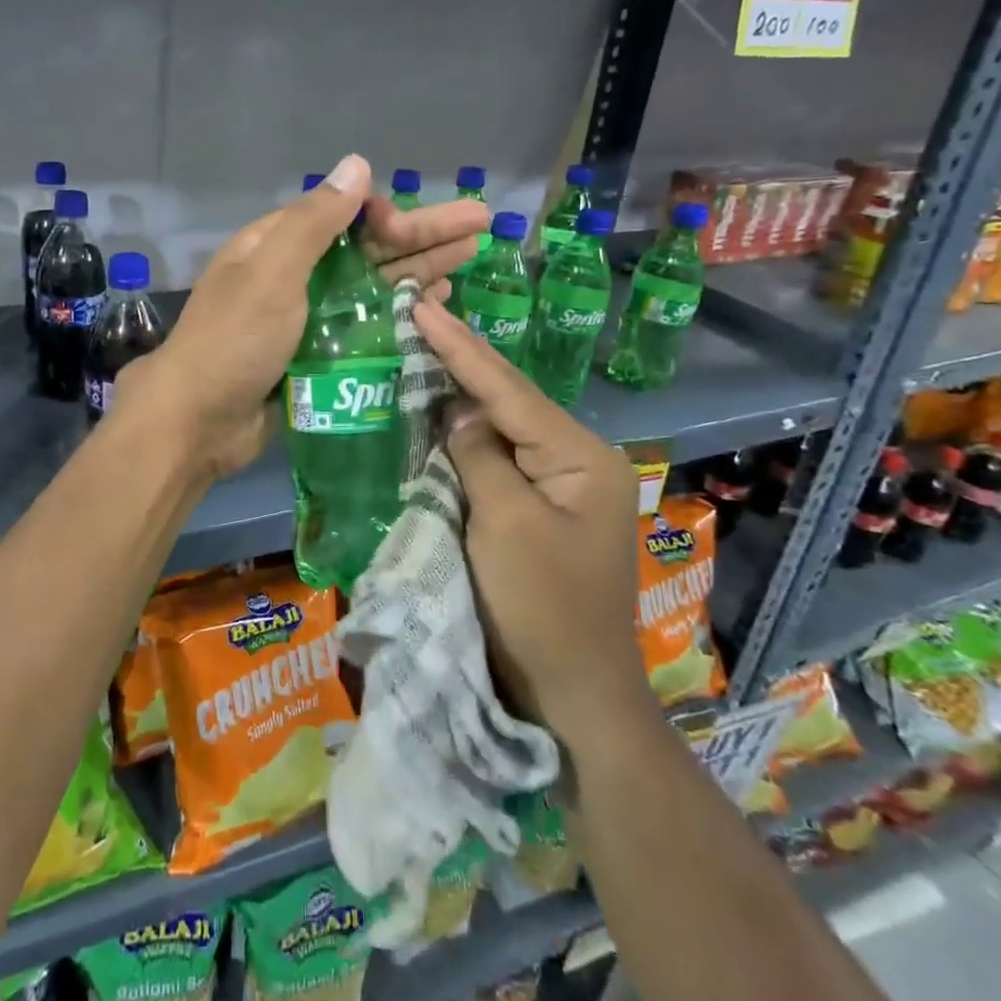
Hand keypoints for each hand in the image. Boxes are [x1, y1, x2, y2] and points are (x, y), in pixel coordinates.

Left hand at [121, 154, 487, 479]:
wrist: (198, 421)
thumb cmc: (234, 341)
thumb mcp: (272, 273)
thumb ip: (315, 222)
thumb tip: (357, 164)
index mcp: (276, 245)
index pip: (342, 214)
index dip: (385, 214)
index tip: (414, 227)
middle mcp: (293, 275)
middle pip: (367, 247)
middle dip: (422, 235)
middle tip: (482, 225)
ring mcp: (305, 317)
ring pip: (371, 285)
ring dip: (417, 271)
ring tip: (467, 263)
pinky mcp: (316, 354)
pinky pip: (365, 324)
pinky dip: (398, 313)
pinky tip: (432, 307)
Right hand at [411, 298, 658, 748]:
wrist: (572, 693)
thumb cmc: (542, 608)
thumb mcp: (505, 524)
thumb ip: (480, 456)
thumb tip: (458, 416)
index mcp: (581, 457)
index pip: (509, 390)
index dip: (460, 347)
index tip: (423, 307)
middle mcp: (576, 460)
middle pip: (509, 400)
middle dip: (462, 360)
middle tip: (420, 316)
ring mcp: (559, 486)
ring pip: (502, 427)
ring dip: (461, 395)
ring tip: (424, 347)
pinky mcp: (538, 510)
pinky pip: (498, 459)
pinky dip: (466, 437)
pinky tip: (441, 411)